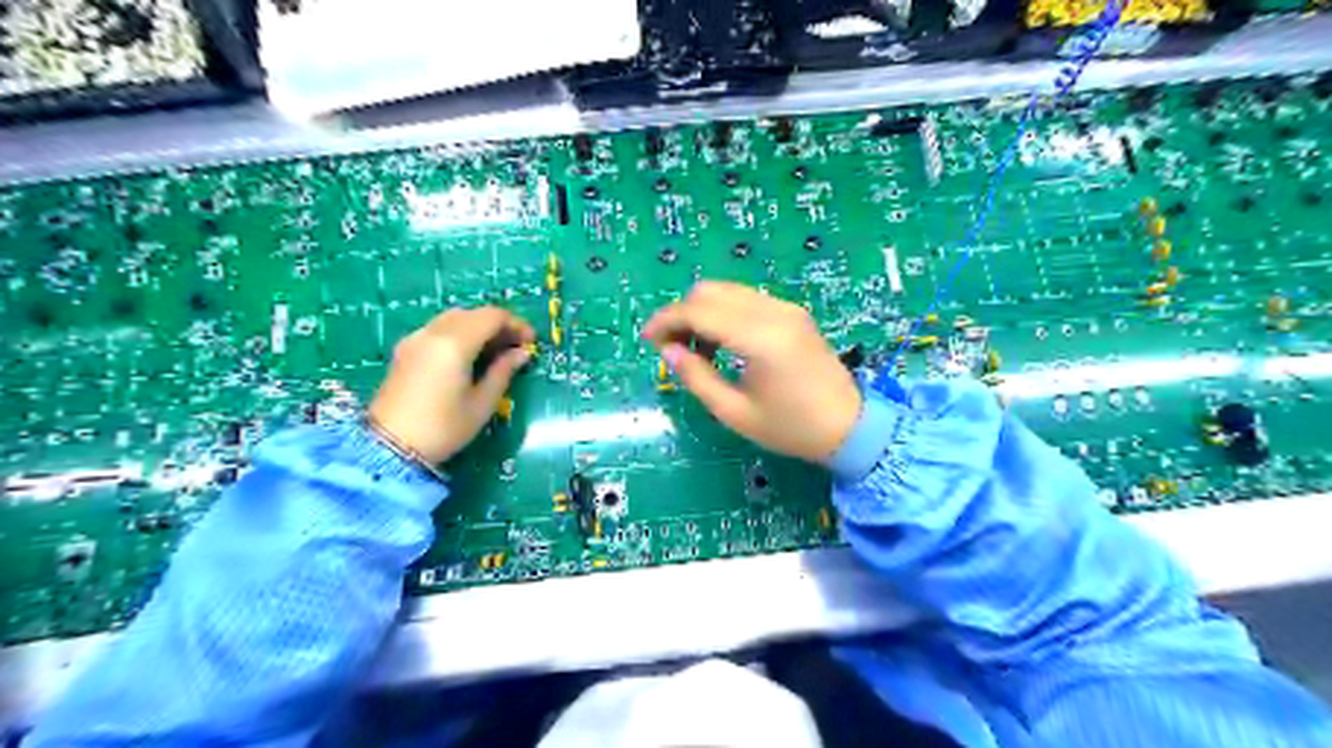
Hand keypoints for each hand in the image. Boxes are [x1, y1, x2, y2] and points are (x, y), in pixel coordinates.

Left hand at [366, 308, 534, 460]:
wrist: (389, 448)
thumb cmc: (443, 428)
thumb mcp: (482, 403)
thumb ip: (503, 372)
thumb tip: (521, 354)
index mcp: (454, 343)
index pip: (492, 316)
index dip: (516, 324)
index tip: (530, 343)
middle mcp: (433, 333)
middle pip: (472, 313)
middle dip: (498, 325)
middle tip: (515, 347)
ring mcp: (415, 339)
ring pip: (453, 318)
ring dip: (478, 327)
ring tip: (494, 352)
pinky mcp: (405, 350)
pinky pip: (438, 329)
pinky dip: (459, 333)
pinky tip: (468, 356)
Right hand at [641, 284, 863, 464]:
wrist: (849, 427)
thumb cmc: (790, 428)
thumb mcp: (735, 412)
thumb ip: (697, 378)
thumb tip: (668, 350)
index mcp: (760, 338)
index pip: (699, 310)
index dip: (666, 320)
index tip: (647, 340)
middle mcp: (774, 312)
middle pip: (710, 291)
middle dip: (682, 313)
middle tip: (670, 347)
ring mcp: (786, 308)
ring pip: (728, 291)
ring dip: (702, 312)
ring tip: (695, 350)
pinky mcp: (793, 313)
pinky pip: (747, 300)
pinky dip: (724, 313)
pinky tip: (722, 343)